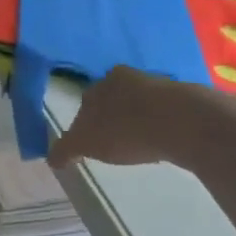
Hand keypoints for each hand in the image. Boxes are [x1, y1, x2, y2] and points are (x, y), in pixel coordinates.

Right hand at [48, 66, 190, 169]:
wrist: (181, 121)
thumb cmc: (125, 129)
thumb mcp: (86, 143)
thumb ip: (66, 148)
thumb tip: (51, 158)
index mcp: (100, 82)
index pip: (86, 103)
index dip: (85, 124)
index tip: (89, 144)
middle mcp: (126, 77)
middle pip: (113, 99)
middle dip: (111, 118)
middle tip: (114, 144)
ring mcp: (157, 84)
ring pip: (139, 103)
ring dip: (137, 120)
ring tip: (139, 145)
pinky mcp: (183, 97)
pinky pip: (164, 112)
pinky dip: (160, 124)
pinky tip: (162, 141)